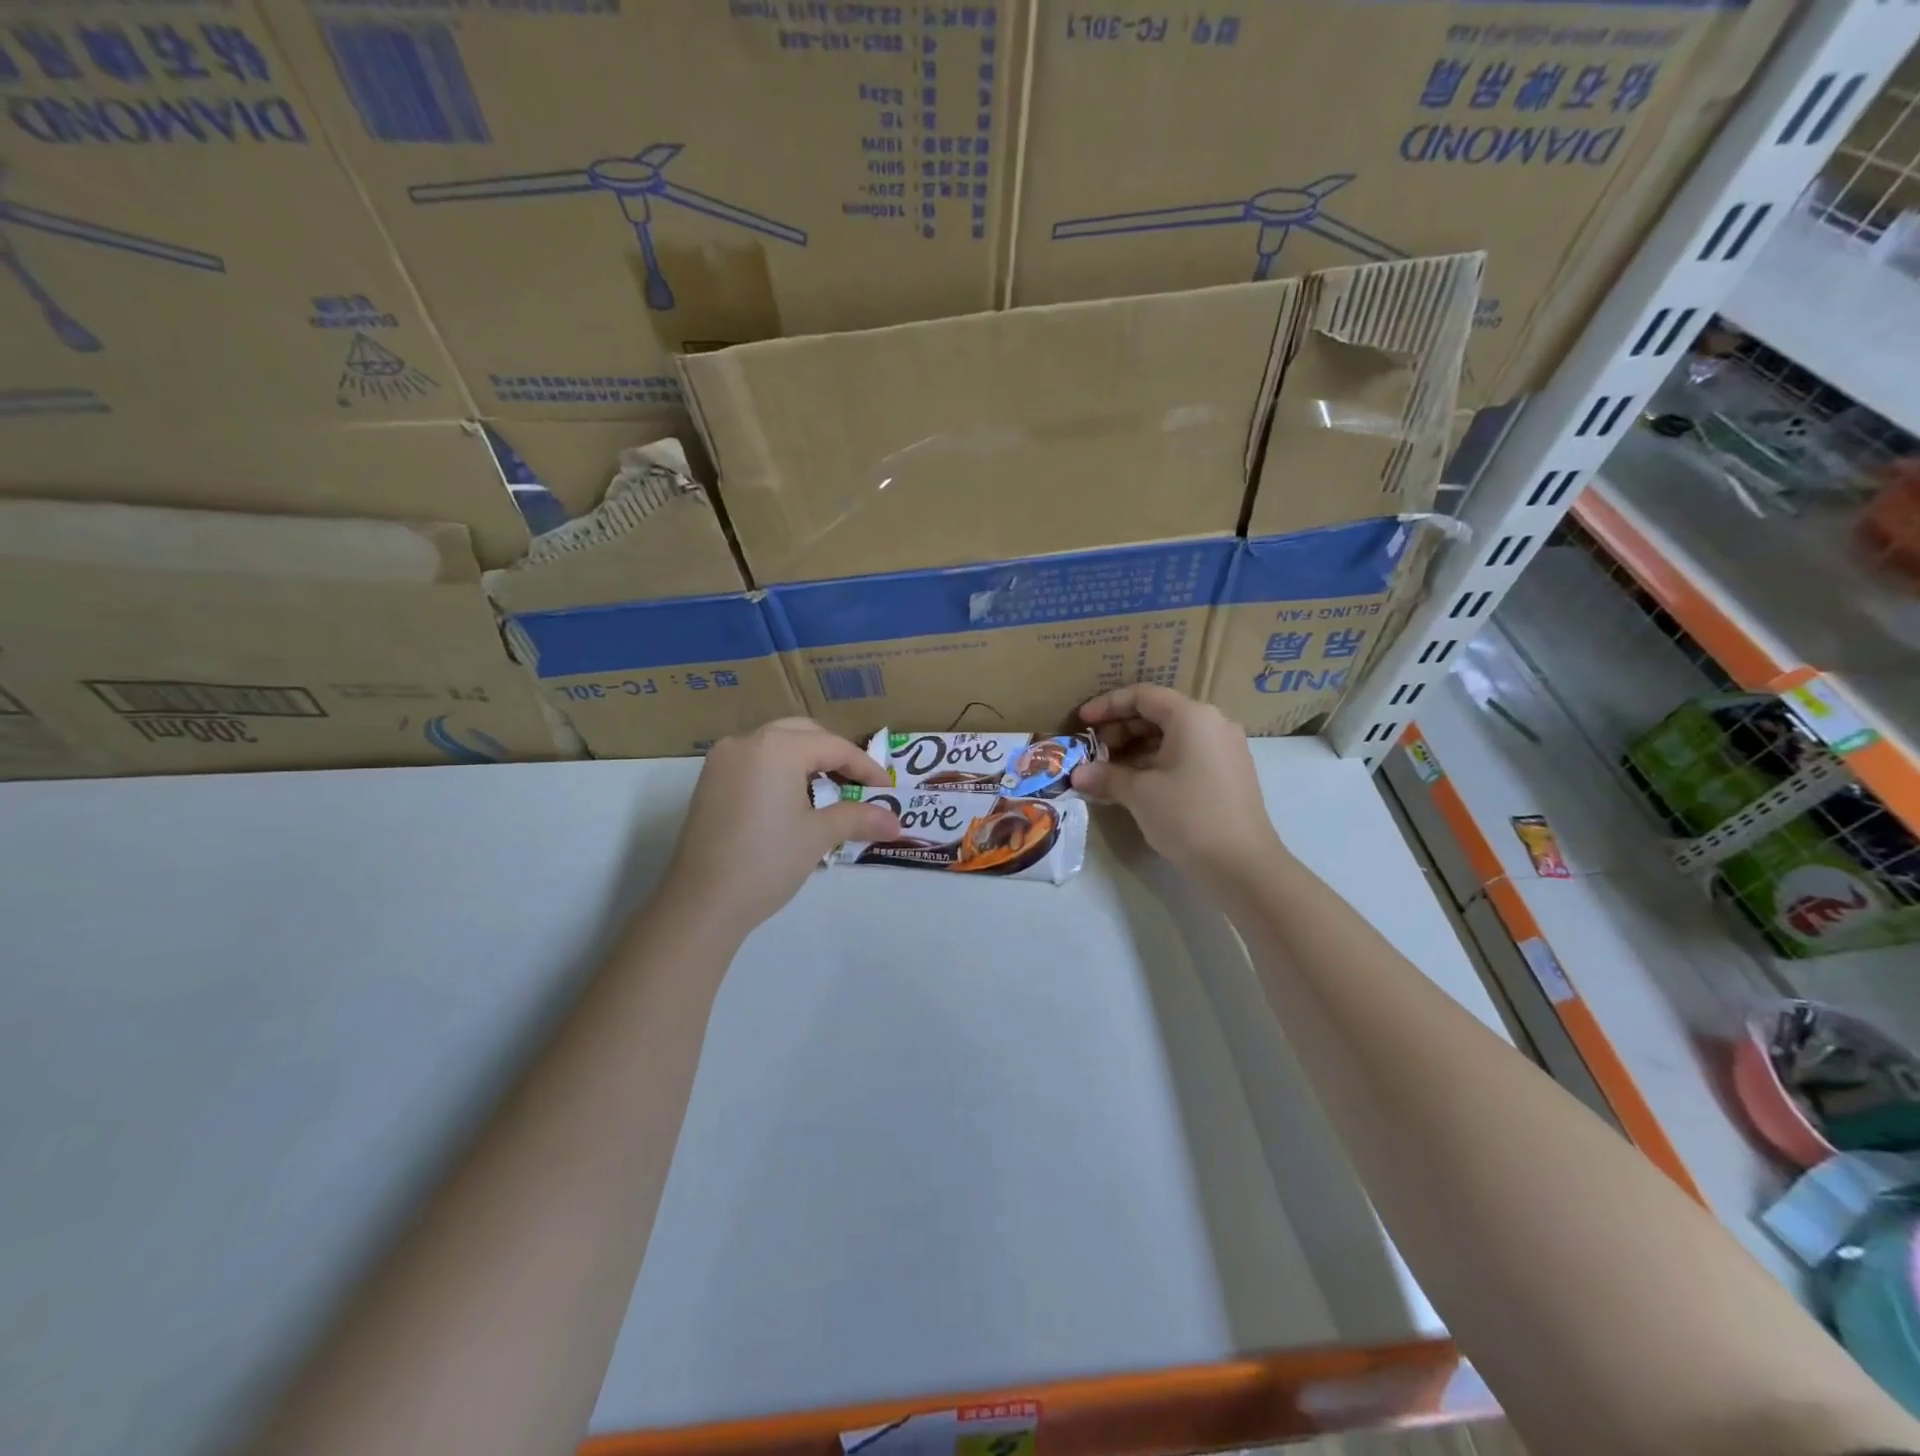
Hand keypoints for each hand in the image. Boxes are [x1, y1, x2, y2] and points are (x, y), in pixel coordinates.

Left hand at [662, 719, 899, 932]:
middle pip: (804, 734)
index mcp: (777, 747)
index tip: (887, 789)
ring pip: (776, 744)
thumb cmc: (767, 861)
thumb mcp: (818, 836)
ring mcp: (722, 759)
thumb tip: (896, 823)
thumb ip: (858, 818)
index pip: (834, 747)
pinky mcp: (709, 780)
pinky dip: (779, 770)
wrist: (702, 902)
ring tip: (829, 792)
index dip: (866, 768)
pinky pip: (754, 761)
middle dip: (835, 756)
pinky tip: (792, 800)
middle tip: (858, 785)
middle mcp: (747, 741)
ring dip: (806, 761)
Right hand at [1071, 685, 1285, 875]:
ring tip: (1108, 772)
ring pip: (1171, 736)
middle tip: (1094, 752)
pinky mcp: (1228, 773)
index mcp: (1192, 716)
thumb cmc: (1188, 817)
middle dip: (1120, 729)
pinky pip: (1186, 754)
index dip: (1107, 704)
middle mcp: (1212, 723)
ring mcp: (1225, 748)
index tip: (1081, 721)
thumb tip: (1078, 775)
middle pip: (1158, 713)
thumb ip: (1106, 776)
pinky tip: (1135, 785)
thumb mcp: (1139, 794)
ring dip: (1136, 749)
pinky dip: (1157, 762)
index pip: (1142, 696)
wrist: (1243, 866)